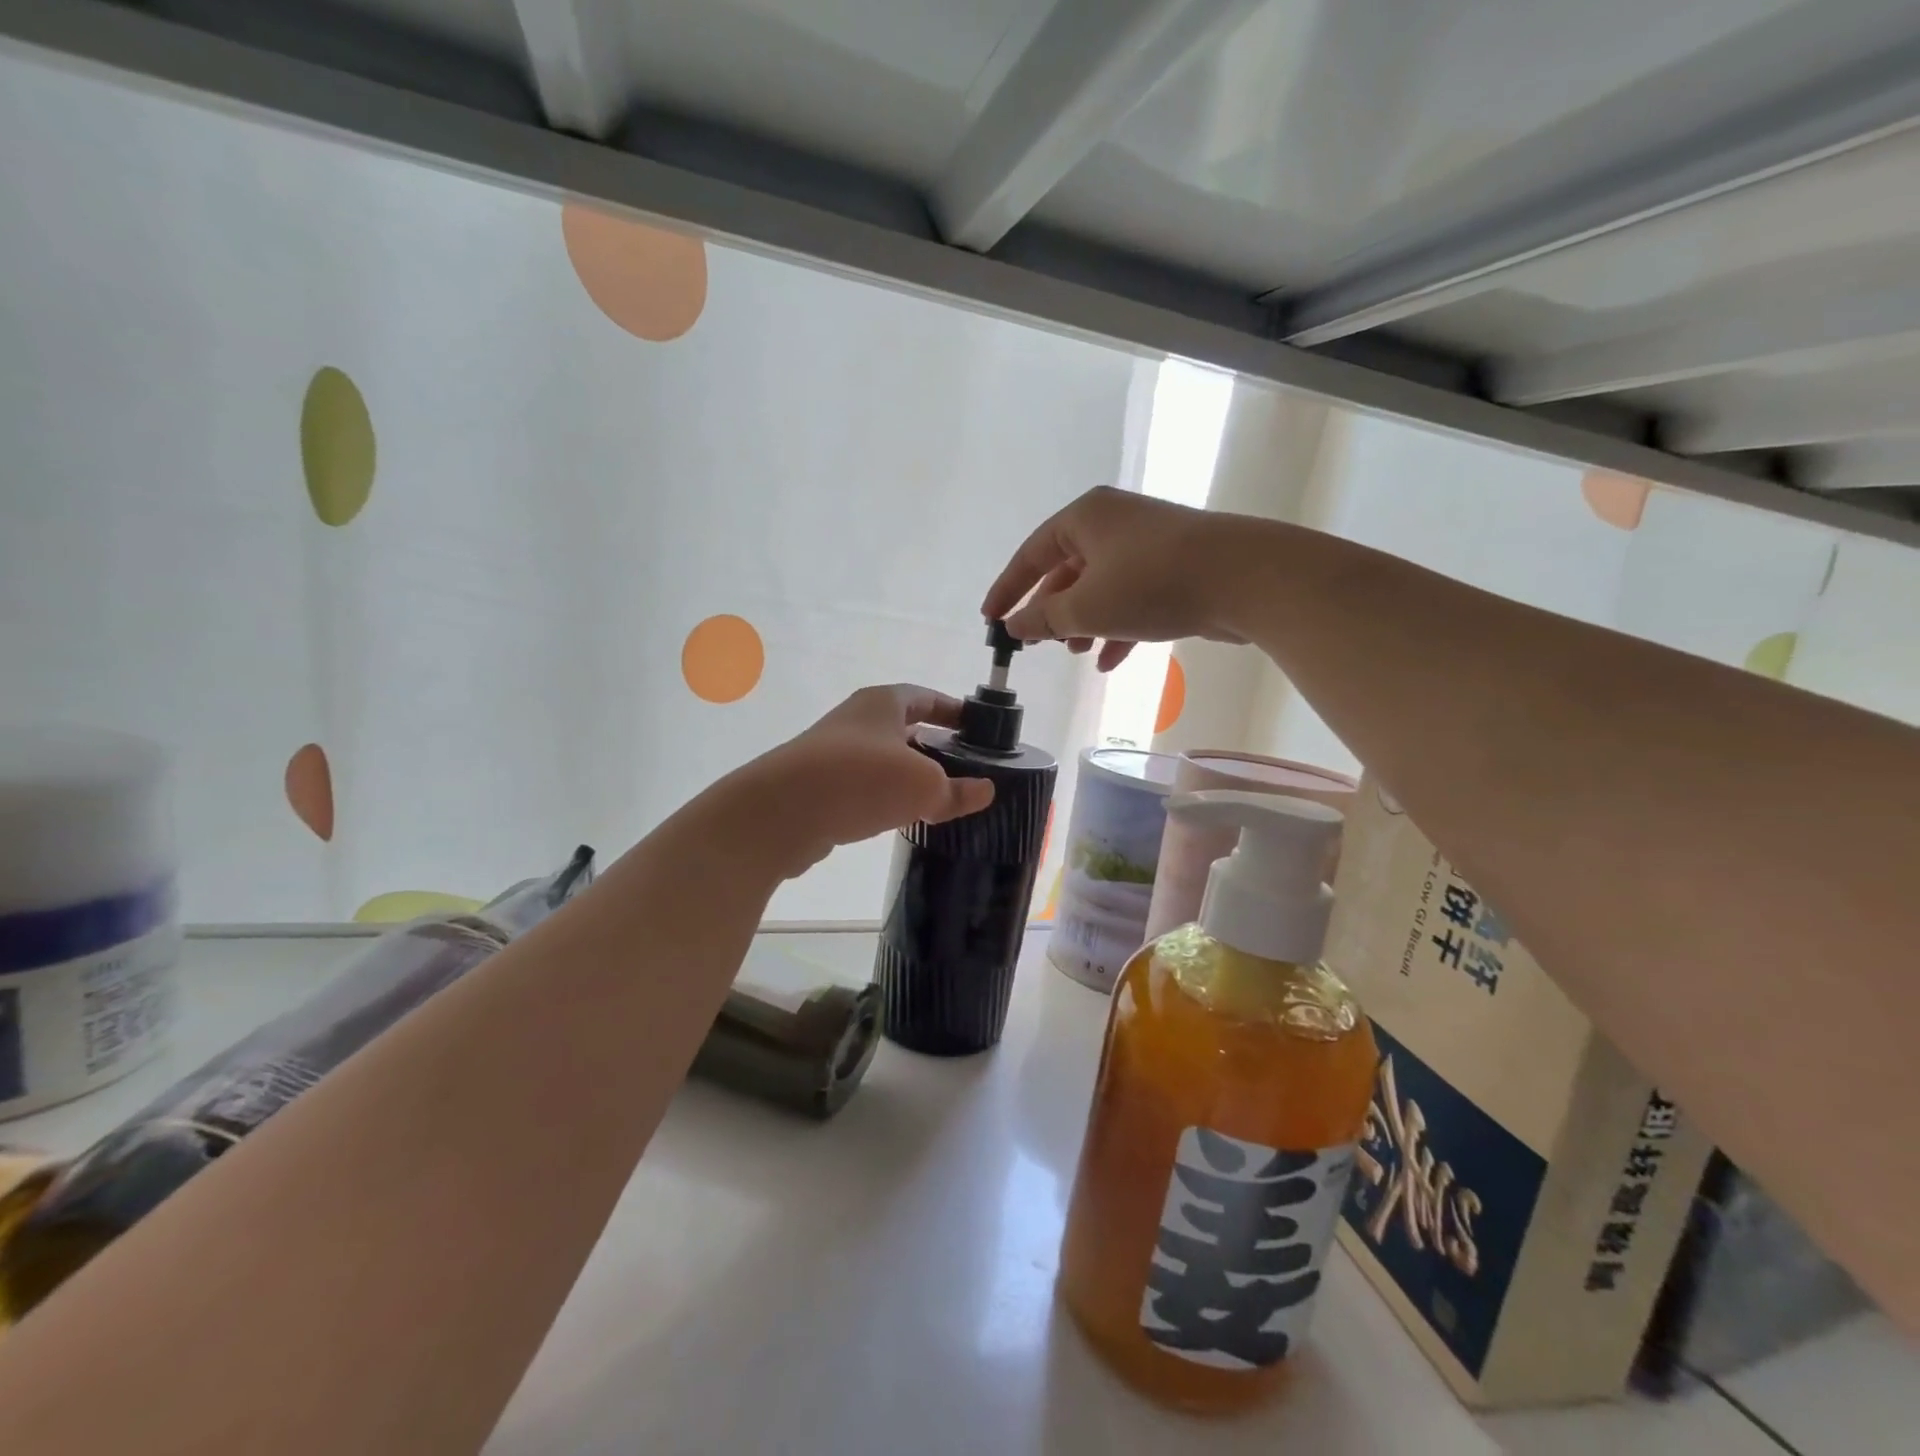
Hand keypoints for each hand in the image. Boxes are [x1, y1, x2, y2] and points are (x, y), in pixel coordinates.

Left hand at [730, 685, 995, 877]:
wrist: (781, 812)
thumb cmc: (860, 779)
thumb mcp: (923, 785)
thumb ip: (956, 790)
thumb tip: (985, 791)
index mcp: (883, 703)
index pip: (927, 697)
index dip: (954, 710)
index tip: (978, 728)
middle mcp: (856, 721)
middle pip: (905, 728)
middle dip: (934, 746)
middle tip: (965, 768)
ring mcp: (833, 754)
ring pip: (883, 760)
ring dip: (908, 775)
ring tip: (939, 798)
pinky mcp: (819, 787)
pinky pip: (863, 787)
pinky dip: (884, 798)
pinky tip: (900, 818)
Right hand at [980, 486, 1261, 670]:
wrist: (1244, 578)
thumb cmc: (1150, 584)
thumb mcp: (1085, 607)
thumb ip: (1043, 618)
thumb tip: (1014, 625)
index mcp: (1085, 517)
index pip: (1031, 554)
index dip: (1007, 589)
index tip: (989, 619)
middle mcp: (1114, 522)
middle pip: (1067, 569)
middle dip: (1052, 610)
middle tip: (1038, 641)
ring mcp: (1147, 544)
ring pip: (1101, 586)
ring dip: (1084, 622)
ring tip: (1076, 653)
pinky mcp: (1174, 567)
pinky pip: (1131, 597)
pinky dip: (1117, 627)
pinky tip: (1110, 662)